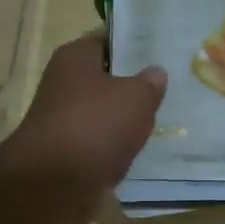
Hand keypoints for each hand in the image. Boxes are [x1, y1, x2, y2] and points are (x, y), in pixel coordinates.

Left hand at [0, 35, 165, 223]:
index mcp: (75, 58)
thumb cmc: (95, 125)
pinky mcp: (69, 152)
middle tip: (168, 88)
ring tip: (160, 120)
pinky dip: (117, 147)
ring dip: (126, 120)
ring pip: (105, 113)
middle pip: (106, 79)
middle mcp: (64, 84)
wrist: (56, 183)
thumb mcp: (136, 97)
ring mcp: (65, 120)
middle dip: (133, 85)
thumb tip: (155, 73)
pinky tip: (141, 150)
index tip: (161, 51)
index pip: (107, 40)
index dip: (134, 44)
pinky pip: (101, 142)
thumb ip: (150, 83)